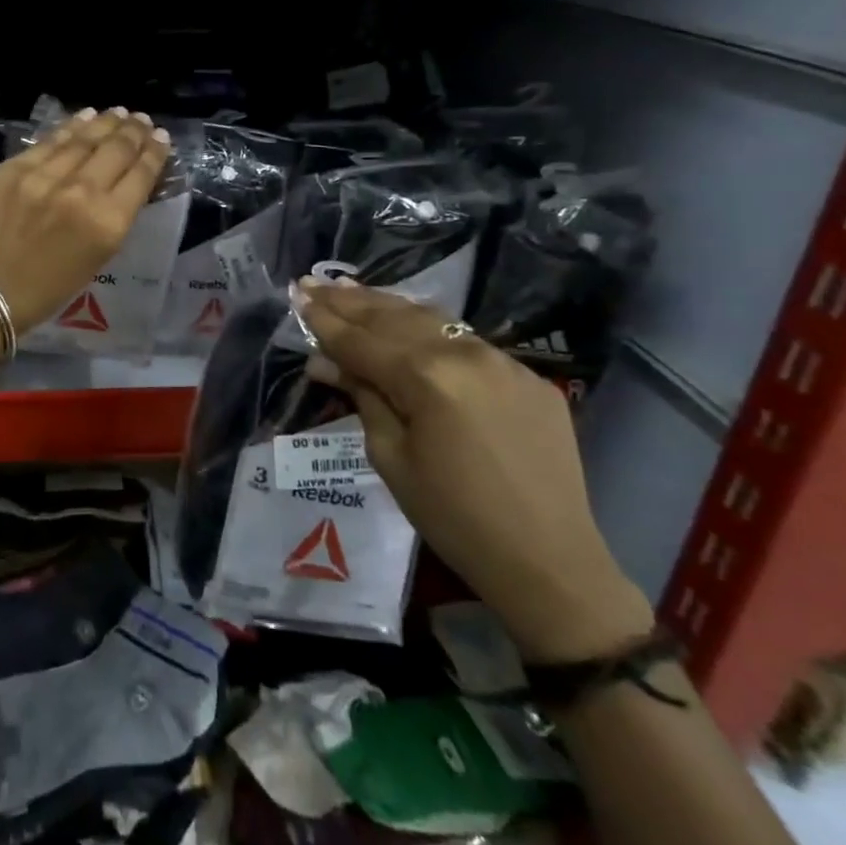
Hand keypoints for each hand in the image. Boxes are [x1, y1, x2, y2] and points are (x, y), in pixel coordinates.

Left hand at [0, 108, 171, 335]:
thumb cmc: (48, 288)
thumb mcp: (97, 257)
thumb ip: (115, 216)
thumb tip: (127, 181)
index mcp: (107, 223)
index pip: (140, 175)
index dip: (155, 152)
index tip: (162, 137)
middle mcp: (81, 192)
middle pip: (116, 150)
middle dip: (134, 132)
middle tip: (143, 120)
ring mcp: (44, 176)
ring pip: (84, 138)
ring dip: (106, 123)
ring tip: (119, 113)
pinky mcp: (14, 168)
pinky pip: (50, 141)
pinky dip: (71, 127)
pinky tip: (85, 116)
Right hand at [297, 279, 653, 663]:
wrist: (549, 561)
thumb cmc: (453, 517)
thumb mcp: (390, 458)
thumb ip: (362, 398)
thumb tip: (325, 362)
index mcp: (426, 378)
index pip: (361, 340)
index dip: (324, 320)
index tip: (296, 296)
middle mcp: (465, 354)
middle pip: (394, 318)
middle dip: (349, 301)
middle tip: (313, 283)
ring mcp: (504, 361)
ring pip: (432, 320)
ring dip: (386, 304)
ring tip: (350, 289)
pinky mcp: (529, 376)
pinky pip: (466, 342)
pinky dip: (428, 328)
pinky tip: (407, 321)